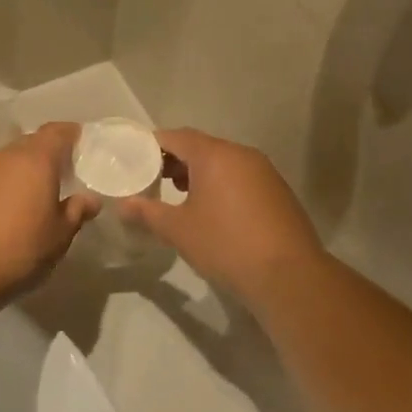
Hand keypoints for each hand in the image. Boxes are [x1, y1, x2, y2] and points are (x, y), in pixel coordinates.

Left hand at [0, 123, 98, 306]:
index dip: (71, 134)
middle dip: (46, 152)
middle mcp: (4, 157)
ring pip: (6, 159)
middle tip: (60, 172)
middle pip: (30, 142)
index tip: (81, 144)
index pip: (56, 132)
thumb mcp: (59, 236)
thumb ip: (77, 212)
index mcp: (35, 161)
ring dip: (20, 169)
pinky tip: (2, 208)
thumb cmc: (19, 251)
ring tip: (31, 193)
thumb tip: (90, 199)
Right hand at [117, 129, 325, 306]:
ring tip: (180, 195)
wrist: (288, 275)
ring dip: (200, 173)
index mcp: (215, 155)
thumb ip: (148, 213)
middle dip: (176, 160)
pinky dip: (222, 185)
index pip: (177, 137)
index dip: (153, 145)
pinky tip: (213, 211)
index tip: (135, 159)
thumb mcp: (179, 230)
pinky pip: (241, 178)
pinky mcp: (278, 192)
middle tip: (153, 178)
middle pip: (202, 147)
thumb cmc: (225, 244)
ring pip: (224, 162)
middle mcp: (242, 155)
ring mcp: (264, 172)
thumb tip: (124, 205)